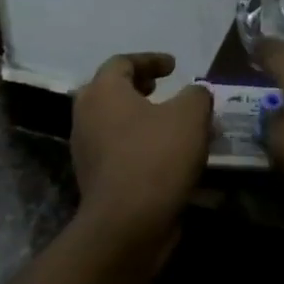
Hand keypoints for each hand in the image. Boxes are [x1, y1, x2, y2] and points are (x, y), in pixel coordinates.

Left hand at [71, 53, 212, 234]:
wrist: (127, 224)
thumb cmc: (156, 157)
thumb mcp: (191, 115)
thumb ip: (196, 94)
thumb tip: (195, 93)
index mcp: (103, 92)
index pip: (122, 62)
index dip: (151, 60)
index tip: (175, 66)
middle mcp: (86, 116)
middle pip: (111, 90)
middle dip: (140, 86)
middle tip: (165, 88)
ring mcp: (87, 150)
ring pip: (114, 121)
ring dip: (142, 117)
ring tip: (172, 122)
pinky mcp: (95, 179)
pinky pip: (119, 149)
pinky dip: (140, 143)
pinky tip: (168, 155)